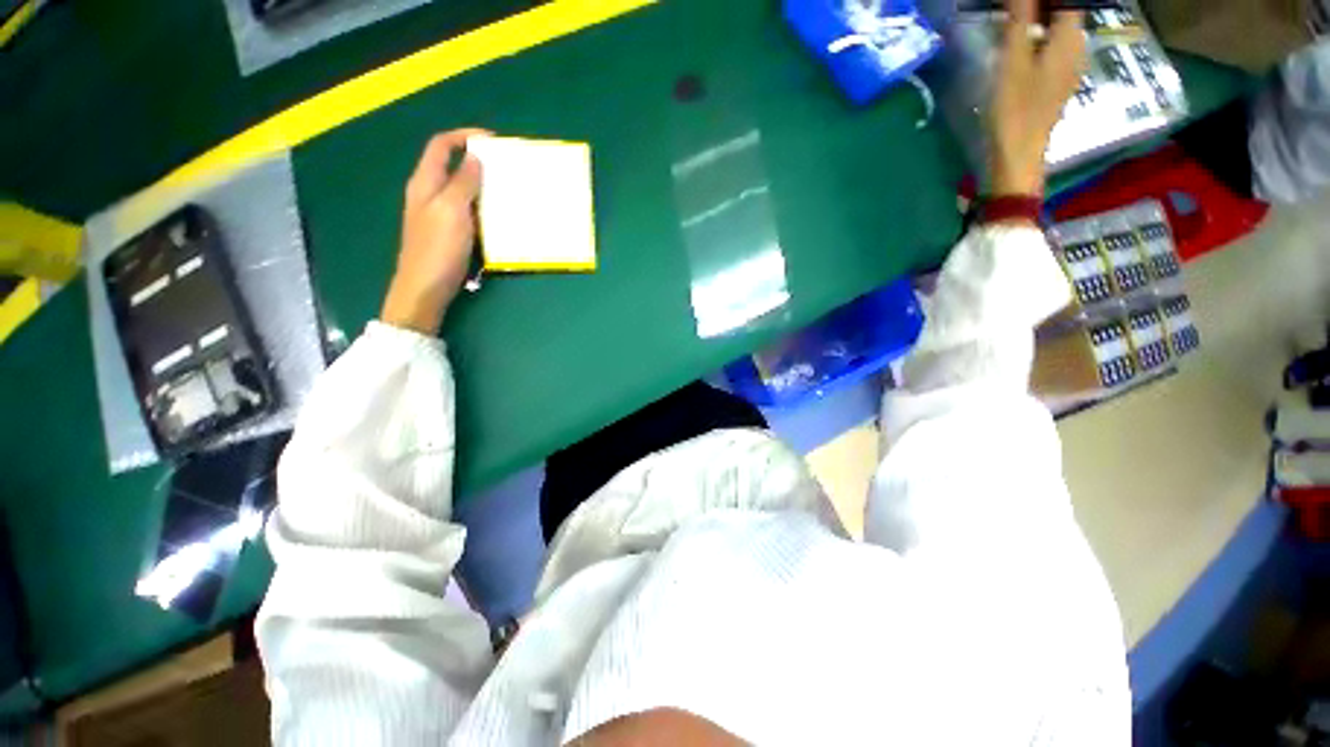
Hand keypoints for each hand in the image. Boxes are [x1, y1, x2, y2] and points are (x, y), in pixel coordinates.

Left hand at [381, 129, 488, 334]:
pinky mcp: (449, 233)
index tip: (491, 140)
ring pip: (461, 190)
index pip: (441, 146)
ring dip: (482, 186)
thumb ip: (463, 183)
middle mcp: (429, 194)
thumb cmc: (437, 248)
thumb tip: (475, 158)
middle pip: (452, 166)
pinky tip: (498, 216)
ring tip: (507, 190)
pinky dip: (482, 207)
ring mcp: (438, 214)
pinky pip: (467, 211)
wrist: (425, 289)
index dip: (463, 137)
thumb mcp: (451, 210)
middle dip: (477, 162)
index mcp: (425, 182)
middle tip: (505, 168)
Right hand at [989, 0, 1086, 196]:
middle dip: (1041, 7)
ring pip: (1059, 28)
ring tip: (1012, 22)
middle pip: (1065, 11)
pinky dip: (1038, 38)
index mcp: (1070, 36)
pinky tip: (1020, 45)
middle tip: (1012, 10)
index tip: (1019, 3)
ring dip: (1038, 20)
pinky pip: (1053, 46)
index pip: (1068, 0)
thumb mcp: (1013, 61)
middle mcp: (1077, 46)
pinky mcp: (1059, 80)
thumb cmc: (1015, 108)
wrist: (1019, 154)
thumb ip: (1020, 19)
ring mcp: (1071, 65)